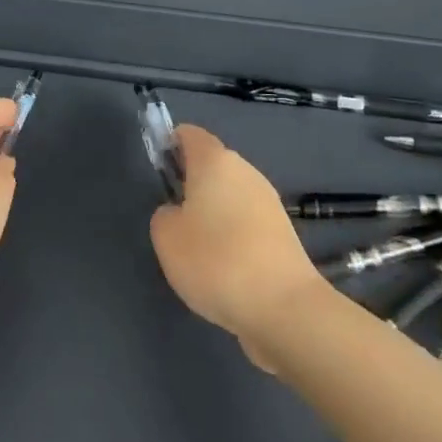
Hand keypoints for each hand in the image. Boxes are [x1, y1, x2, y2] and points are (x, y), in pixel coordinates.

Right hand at [149, 125, 327, 369]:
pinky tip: (224, 268)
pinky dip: (232, 235)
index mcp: (215, 160)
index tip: (158, 174)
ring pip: (230, 194)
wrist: (283, 307)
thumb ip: (164, 214)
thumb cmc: (215, 261)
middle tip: (172, 219)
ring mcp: (268, 200)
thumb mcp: (167, 237)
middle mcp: (245, 170)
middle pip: (212, 164)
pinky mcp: (282, 232)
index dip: (169, 145)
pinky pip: (246, 221)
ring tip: (197, 250)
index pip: (188, 134)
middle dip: (191, 184)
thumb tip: (179, 212)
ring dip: (212, 212)